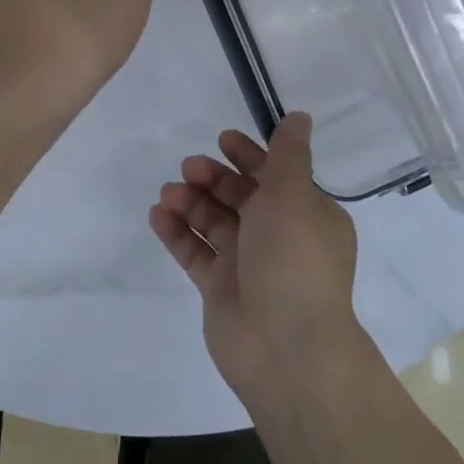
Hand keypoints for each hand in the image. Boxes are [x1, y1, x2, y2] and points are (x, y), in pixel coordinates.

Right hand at [149, 113, 365, 397]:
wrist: (284, 346)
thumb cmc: (293, 259)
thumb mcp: (293, 195)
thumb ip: (288, 155)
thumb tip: (300, 117)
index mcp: (306, 215)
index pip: (276, 175)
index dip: (249, 155)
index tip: (222, 139)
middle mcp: (278, 236)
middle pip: (241, 196)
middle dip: (214, 178)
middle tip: (189, 168)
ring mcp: (247, 264)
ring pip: (214, 222)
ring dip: (191, 202)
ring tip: (168, 194)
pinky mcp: (219, 288)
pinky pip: (194, 251)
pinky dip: (176, 231)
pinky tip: (157, 215)